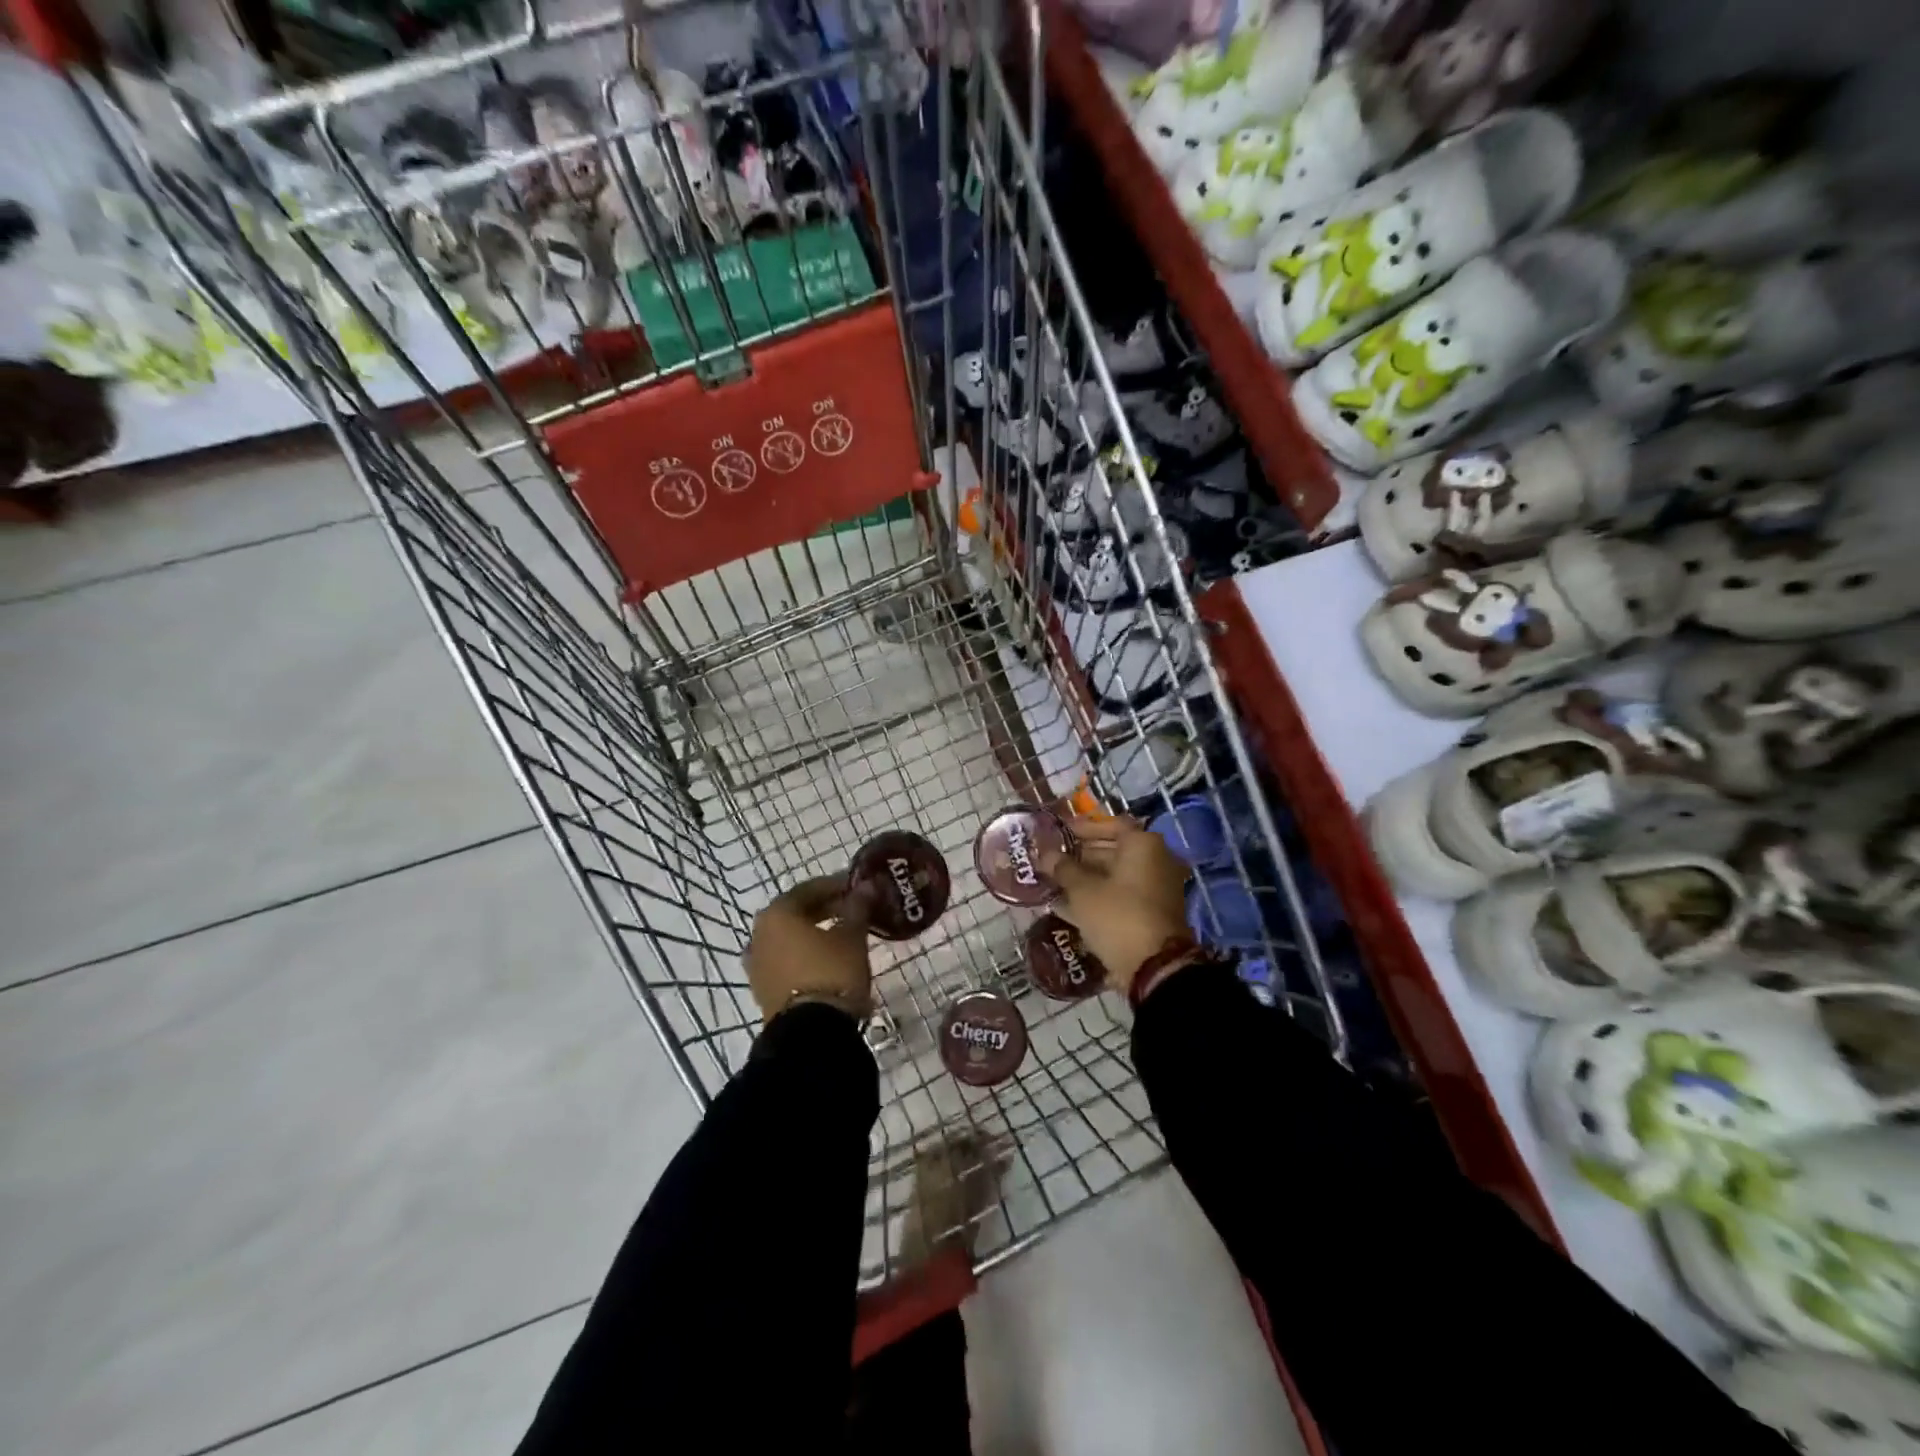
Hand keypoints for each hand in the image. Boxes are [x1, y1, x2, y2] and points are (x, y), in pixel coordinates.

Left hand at [746, 875, 872, 1021]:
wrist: (810, 1033)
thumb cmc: (832, 972)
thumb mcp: (852, 937)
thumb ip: (857, 908)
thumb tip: (866, 887)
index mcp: (777, 914)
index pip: (809, 889)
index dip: (835, 886)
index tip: (858, 888)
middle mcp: (760, 934)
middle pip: (795, 912)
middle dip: (825, 908)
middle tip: (853, 909)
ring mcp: (757, 964)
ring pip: (789, 937)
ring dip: (813, 932)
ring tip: (842, 934)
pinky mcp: (763, 989)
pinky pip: (786, 960)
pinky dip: (804, 953)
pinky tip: (826, 958)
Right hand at [1040, 816, 1191, 993]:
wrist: (1154, 968)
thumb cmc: (1118, 916)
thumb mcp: (1083, 890)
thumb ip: (1063, 868)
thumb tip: (1046, 855)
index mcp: (1143, 845)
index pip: (1111, 824)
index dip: (1083, 827)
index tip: (1059, 832)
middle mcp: (1156, 860)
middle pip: (1114, 849)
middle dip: (1082, 854)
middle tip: (1052, 858)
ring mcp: (1157, 888)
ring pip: (1116, 874)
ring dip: (1087, 877)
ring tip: (1054, 880)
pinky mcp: (1152, 912)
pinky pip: (1121, 895)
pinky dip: (1098, 896)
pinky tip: (1067, 904)